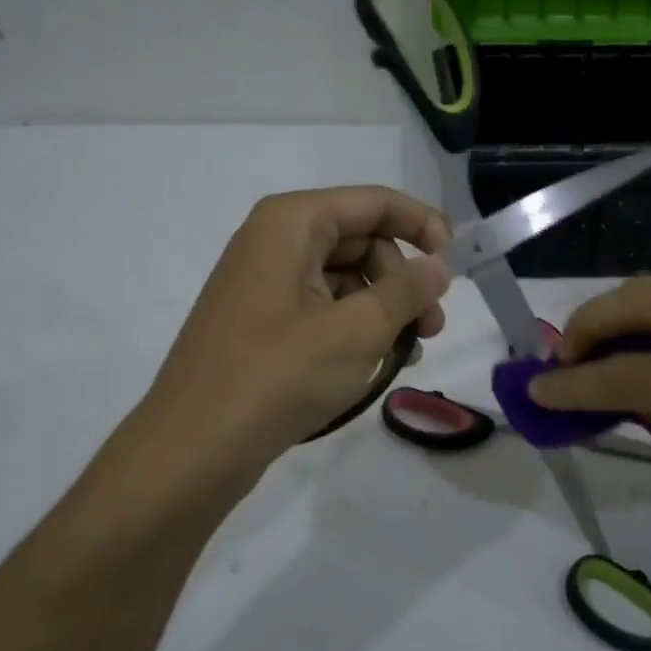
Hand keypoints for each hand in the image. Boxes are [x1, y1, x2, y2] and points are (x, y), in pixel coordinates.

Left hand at [137, 187, 451, 475]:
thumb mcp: (357, 330)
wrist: (194, 448)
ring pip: (343, 278)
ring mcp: (263, 283)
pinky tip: (376, 362)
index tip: (457, 262)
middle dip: (402, 278)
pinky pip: (321, 308)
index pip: (374, 203)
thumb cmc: (279, 375)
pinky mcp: (260, 322)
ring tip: (410, 351)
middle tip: (432, 325)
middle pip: (360, 240)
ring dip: (383, 308)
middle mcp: (273, 241)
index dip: (421, 225)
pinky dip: (355, 327)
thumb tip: (439, 265)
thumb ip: (406, 290)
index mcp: (291, 223)